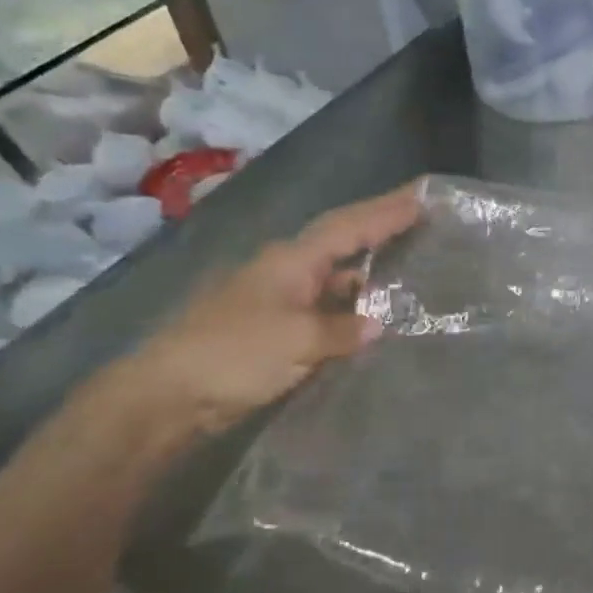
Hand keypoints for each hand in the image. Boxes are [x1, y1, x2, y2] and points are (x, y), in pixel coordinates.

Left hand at [112, 181, 422, 438]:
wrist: (168, 396)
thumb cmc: (233, 354)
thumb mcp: (297, 340)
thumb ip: (342, 328)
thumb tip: (378, 324)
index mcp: (292, 260)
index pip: (349, 226)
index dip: (387, 210)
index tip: (423, 195)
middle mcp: (288, 272)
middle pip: (343, 244)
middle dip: (382, 231)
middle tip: (424, 223)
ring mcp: (280, 301)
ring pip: (335, 280)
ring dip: (369, 276)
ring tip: (413, 273)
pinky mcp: (276, 331)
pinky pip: (326, 311)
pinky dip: (351, 311)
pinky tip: (373, 322)